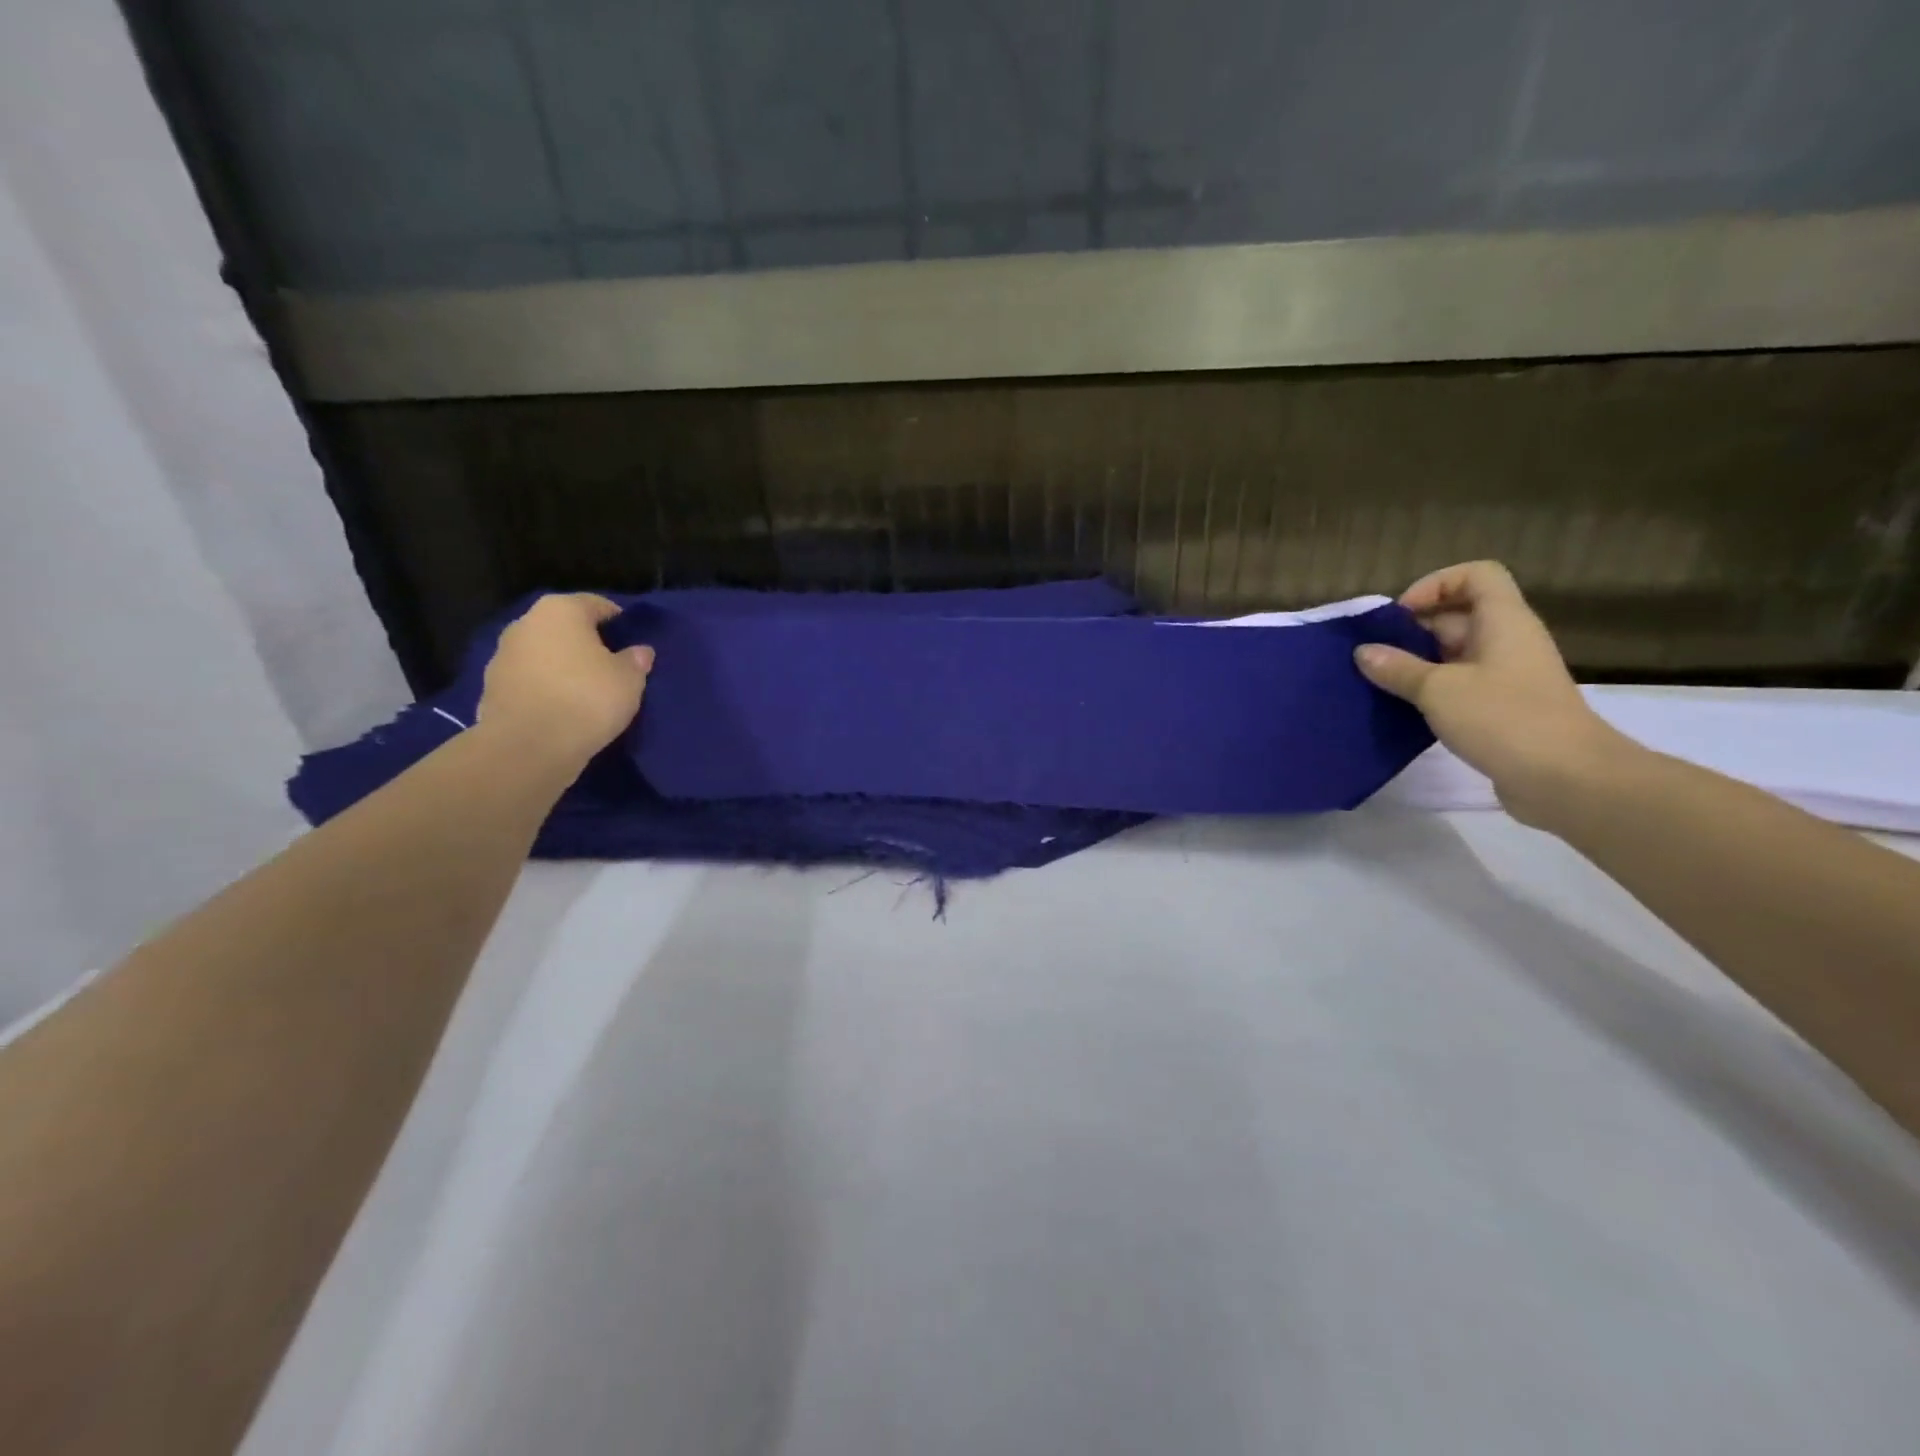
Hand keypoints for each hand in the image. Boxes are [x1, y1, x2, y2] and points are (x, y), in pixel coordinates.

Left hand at [477, 593, 653, 769]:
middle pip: (565, 627)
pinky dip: (544, 688)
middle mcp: (526, 623)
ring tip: (585, 691)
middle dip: (586, 642)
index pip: (597, 604)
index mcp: (560, 610)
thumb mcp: (629, 680)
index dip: (619, 621)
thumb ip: (635, 660)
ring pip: (544, 654)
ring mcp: (502, 655)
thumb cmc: (586, 699)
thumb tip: (639, 651)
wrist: (528, 746)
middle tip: (611, 666)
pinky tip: (562, 709)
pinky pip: (529, 681)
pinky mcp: (491, 687)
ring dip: (562, 666)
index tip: (633, 641)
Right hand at [1355, 561, 1631, 824]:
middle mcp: (1508, 640)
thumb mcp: (1438, 690)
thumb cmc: (1503, 719)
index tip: (1401, 616)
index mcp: (1503, 621)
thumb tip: (1363, 652)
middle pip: (1460, 614)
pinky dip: (1432, 689)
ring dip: (1418, 662)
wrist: (1566, 778)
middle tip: (1377, 653)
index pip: (1475, 575)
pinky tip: (1405, 708)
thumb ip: (1397, 668)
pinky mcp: (1502, 707)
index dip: (1435, 585)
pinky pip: (1461, 683)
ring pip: (1456, 652)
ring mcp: (1508, 675)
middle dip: (1415, 628)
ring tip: (1382, 681)